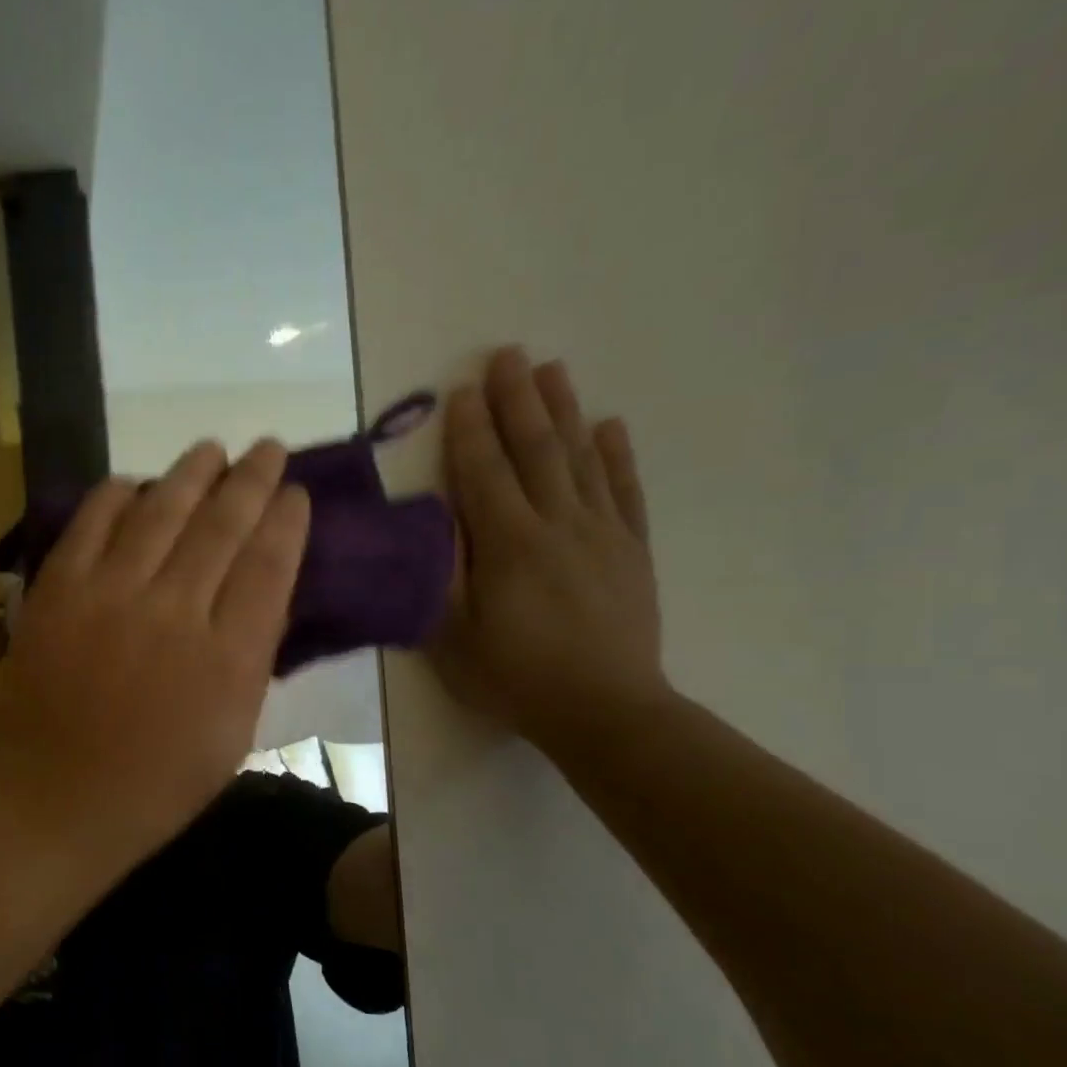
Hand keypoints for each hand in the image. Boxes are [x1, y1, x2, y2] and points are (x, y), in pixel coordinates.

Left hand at [0, 440, 310, 870]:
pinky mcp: (58, 590)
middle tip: (267, 448)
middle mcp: (175, 612)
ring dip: (191, 473)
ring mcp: (110, 595)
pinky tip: (134, 482)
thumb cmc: (155, 783)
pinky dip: (116, 495)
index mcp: (227, 659)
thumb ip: (250, 660)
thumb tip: (260, 596)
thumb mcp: (232, 735)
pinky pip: (92, 523)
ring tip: (210, 449)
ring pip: (161, 510)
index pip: (269, 566)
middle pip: (222, 525)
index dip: (286, 522)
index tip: (295, 494)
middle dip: (251, 479)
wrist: (56, 796)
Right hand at [433, 346, 667, 753]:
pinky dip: (616, 456)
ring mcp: (602, 534)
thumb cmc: (515, 678)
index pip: (484, 473)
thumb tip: (435, 522)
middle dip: (517, 400)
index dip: (469, 431)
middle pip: (535, 450)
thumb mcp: (454, 636)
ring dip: (564, 412)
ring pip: (580, 459)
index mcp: (509, 545)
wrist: (605, 711)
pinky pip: (624, 492)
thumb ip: (443, 574)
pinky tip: (609, 426)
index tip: (461, 391)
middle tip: (507, 355)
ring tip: (553, 371)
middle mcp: (558, 525)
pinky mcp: (631, 551)